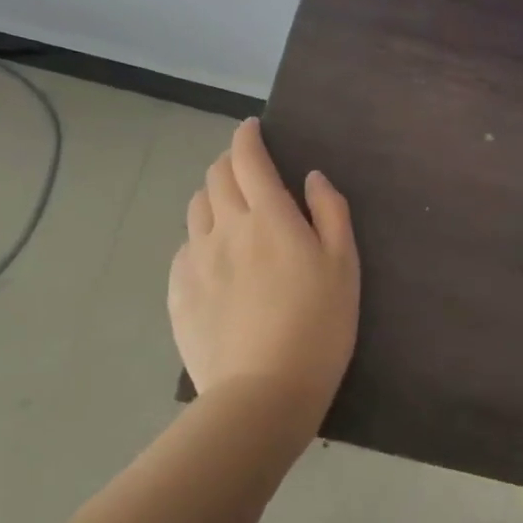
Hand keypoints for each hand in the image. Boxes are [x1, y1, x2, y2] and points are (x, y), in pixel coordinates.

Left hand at [169, 118, 359, 436]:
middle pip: (216, 176)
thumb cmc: (318, 326)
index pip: (247, 158)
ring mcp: (196, 259)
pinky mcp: (178, 290)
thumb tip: (311, 177)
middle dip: (230, 162)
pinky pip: (185, 247)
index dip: (247, 136)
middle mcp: (225, 227)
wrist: (263, 393)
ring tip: (230, 211)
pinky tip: (216, 259)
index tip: (251, 129)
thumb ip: (330, 212)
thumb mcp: (344, 266)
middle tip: (247, 171)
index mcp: (268, 216)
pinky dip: (200, 237)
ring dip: (213, 196)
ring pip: (196, 207)